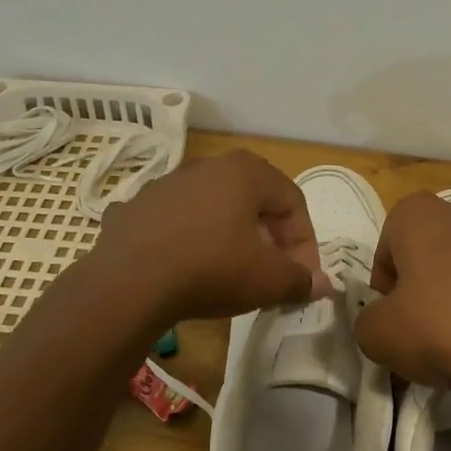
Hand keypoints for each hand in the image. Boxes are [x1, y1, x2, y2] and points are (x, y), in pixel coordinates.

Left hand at [91, 150, 327, 322]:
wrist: (127, 283)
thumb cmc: (211, 269)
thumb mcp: (267, 280)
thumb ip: (301, 279)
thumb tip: (324, 285)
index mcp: (246, 171)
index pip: (293, 202)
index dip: (305, 243)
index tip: (302, 278)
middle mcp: (208, 165)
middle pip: (254, 201)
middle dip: (270, 239)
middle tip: (271, 274)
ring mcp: (167, 183)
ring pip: (214, 208)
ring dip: (230, 237)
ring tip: (230, 274)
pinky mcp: (136, 207)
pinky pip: (176, 222)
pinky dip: (189, 240)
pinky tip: (186, 270)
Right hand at [354, 192, 450, 397]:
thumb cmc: (445, 328)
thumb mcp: (380, 336)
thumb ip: (367, 321)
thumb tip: (380, 320)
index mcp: (419, 215)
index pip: (388, 244)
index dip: (386, 283)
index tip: (395, 316)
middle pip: (433, 247)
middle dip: (427, 280)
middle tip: (428, 325)